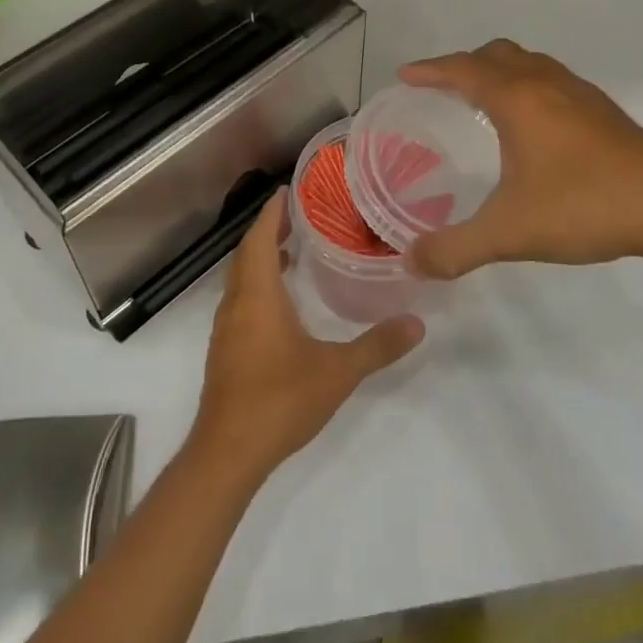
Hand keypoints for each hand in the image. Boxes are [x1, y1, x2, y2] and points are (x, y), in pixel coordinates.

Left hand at [189, 190, 422, 485]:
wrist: (227, 453)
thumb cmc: (280, 399)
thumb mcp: (337, 371)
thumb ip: (377, 346)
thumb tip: (417, 323)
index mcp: (258, 295)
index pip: (260, 238)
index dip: (272, 212)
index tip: (288, 190)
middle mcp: (236, 303)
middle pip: (247, 253)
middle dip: (269, 230)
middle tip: (299, 214)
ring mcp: (226, 328)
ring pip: (241, 278)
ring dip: (261, 257)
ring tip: (293, 249)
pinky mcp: (225, 349)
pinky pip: (240, 299)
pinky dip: (258, 283)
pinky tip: (282, 300)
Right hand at [401, 40, 642, 282]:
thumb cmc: (585, 206)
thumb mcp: (510, 233)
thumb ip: (455, 248)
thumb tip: (411, 263)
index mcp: (518, 99)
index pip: (463, 70)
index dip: (430, 69)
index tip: (405, 76)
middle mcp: (547, 84)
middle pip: (497, 54)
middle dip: (464, 64)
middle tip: (442, 88)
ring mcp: (581, 94)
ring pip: (530, 63)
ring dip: (500, 71)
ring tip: (484, 100)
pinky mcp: (605, 111)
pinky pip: (553, 80)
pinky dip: (528, 85)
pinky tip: (535, 126)